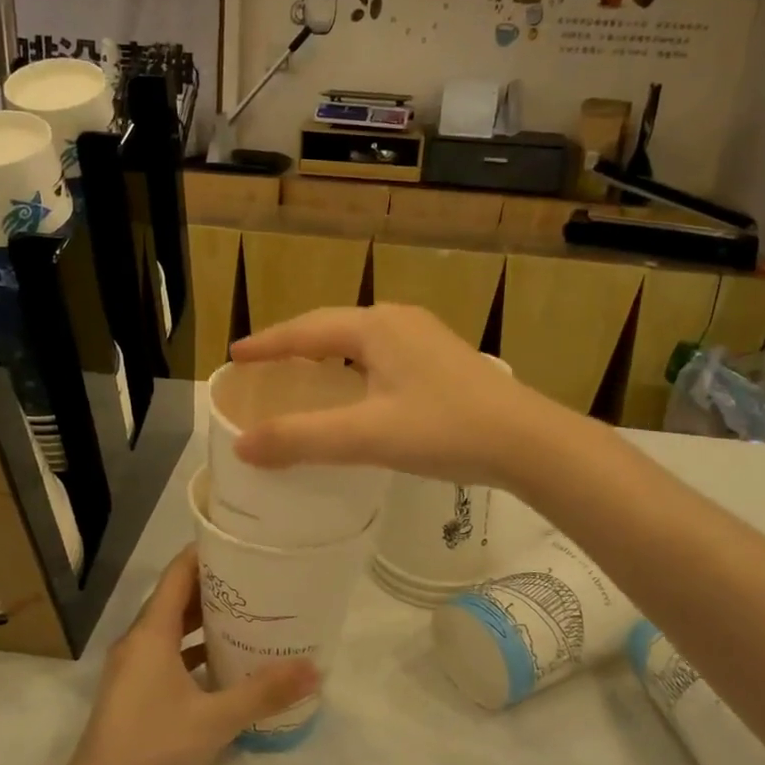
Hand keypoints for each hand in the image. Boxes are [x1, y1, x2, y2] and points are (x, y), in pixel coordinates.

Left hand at [58, 548, 317, 764]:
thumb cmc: (151, 750)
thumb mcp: (214, 721)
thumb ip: (264, 693)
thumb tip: (315, 668)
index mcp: (151, 633)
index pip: (178, 573)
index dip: (207, 553)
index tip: (244, 545)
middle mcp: (139, 642)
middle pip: (178, 598)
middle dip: (216, 587)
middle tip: (260, 580)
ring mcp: (134, 670)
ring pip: (174, 630)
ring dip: (206, 621)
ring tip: (251, 616)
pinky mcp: (137, 695)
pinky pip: (170, 657)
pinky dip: (197, 652)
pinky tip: (228, 665)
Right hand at [229, 305, 556, 485]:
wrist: (529, 441)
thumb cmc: (446, 430)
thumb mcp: (367, 436)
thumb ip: (301, 439)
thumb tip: (242, 444)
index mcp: (376, 327)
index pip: (305, 330)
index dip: (267, 344)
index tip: (235, 356)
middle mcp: (398, 321)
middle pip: (331, 327)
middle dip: (294, 345)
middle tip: (263, 366)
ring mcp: (425, 337)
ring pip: (359, 340)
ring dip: (325, 354)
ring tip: (301, 375)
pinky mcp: (442, 358)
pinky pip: (381, 353)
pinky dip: (353, 366)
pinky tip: (356, 389)